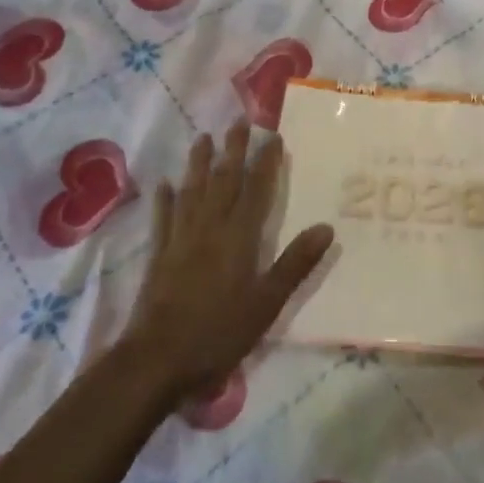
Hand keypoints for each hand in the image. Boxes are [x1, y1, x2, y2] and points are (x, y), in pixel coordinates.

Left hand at [123, 124, 332, 406]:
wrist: (157, 360)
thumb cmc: (219, 332)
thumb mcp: (267, 303)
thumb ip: (295, 264)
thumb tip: (326, 228)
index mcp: (239, 237)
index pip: (256, 190)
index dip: (266, 163)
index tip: (273, 137)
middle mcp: (210, 229)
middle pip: (224, 181)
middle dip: (233, 151)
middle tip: (238, 122)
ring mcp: (181, 240)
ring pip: (192, 192)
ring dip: (199, 164)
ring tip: (203, 138)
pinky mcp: (159, 256)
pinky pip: (163, 219)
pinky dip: (165, 200)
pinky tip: (164, 185)